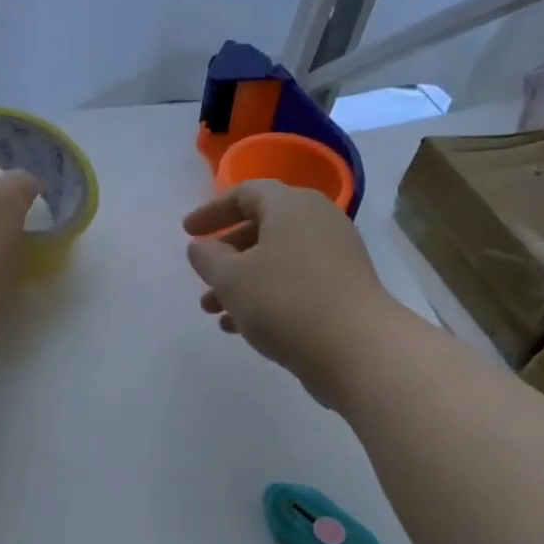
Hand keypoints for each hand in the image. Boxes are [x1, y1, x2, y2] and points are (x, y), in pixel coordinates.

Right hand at [182, 180, 410, 406]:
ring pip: (276, 261)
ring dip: (241, 282)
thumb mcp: (230, 277)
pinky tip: (240, 327)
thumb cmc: (284, 301)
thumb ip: (207, 257)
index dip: (212, 210)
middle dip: (226, 254)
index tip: (187, 231)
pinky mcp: (343, 290)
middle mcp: (318, 223)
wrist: (357, 349)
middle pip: (262, 228)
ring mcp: (335, 257)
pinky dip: (265, 297)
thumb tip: (201, 246)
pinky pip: (294, 284)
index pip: (246, 193)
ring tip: (213, 311)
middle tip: (202, 275)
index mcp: (292, 206)